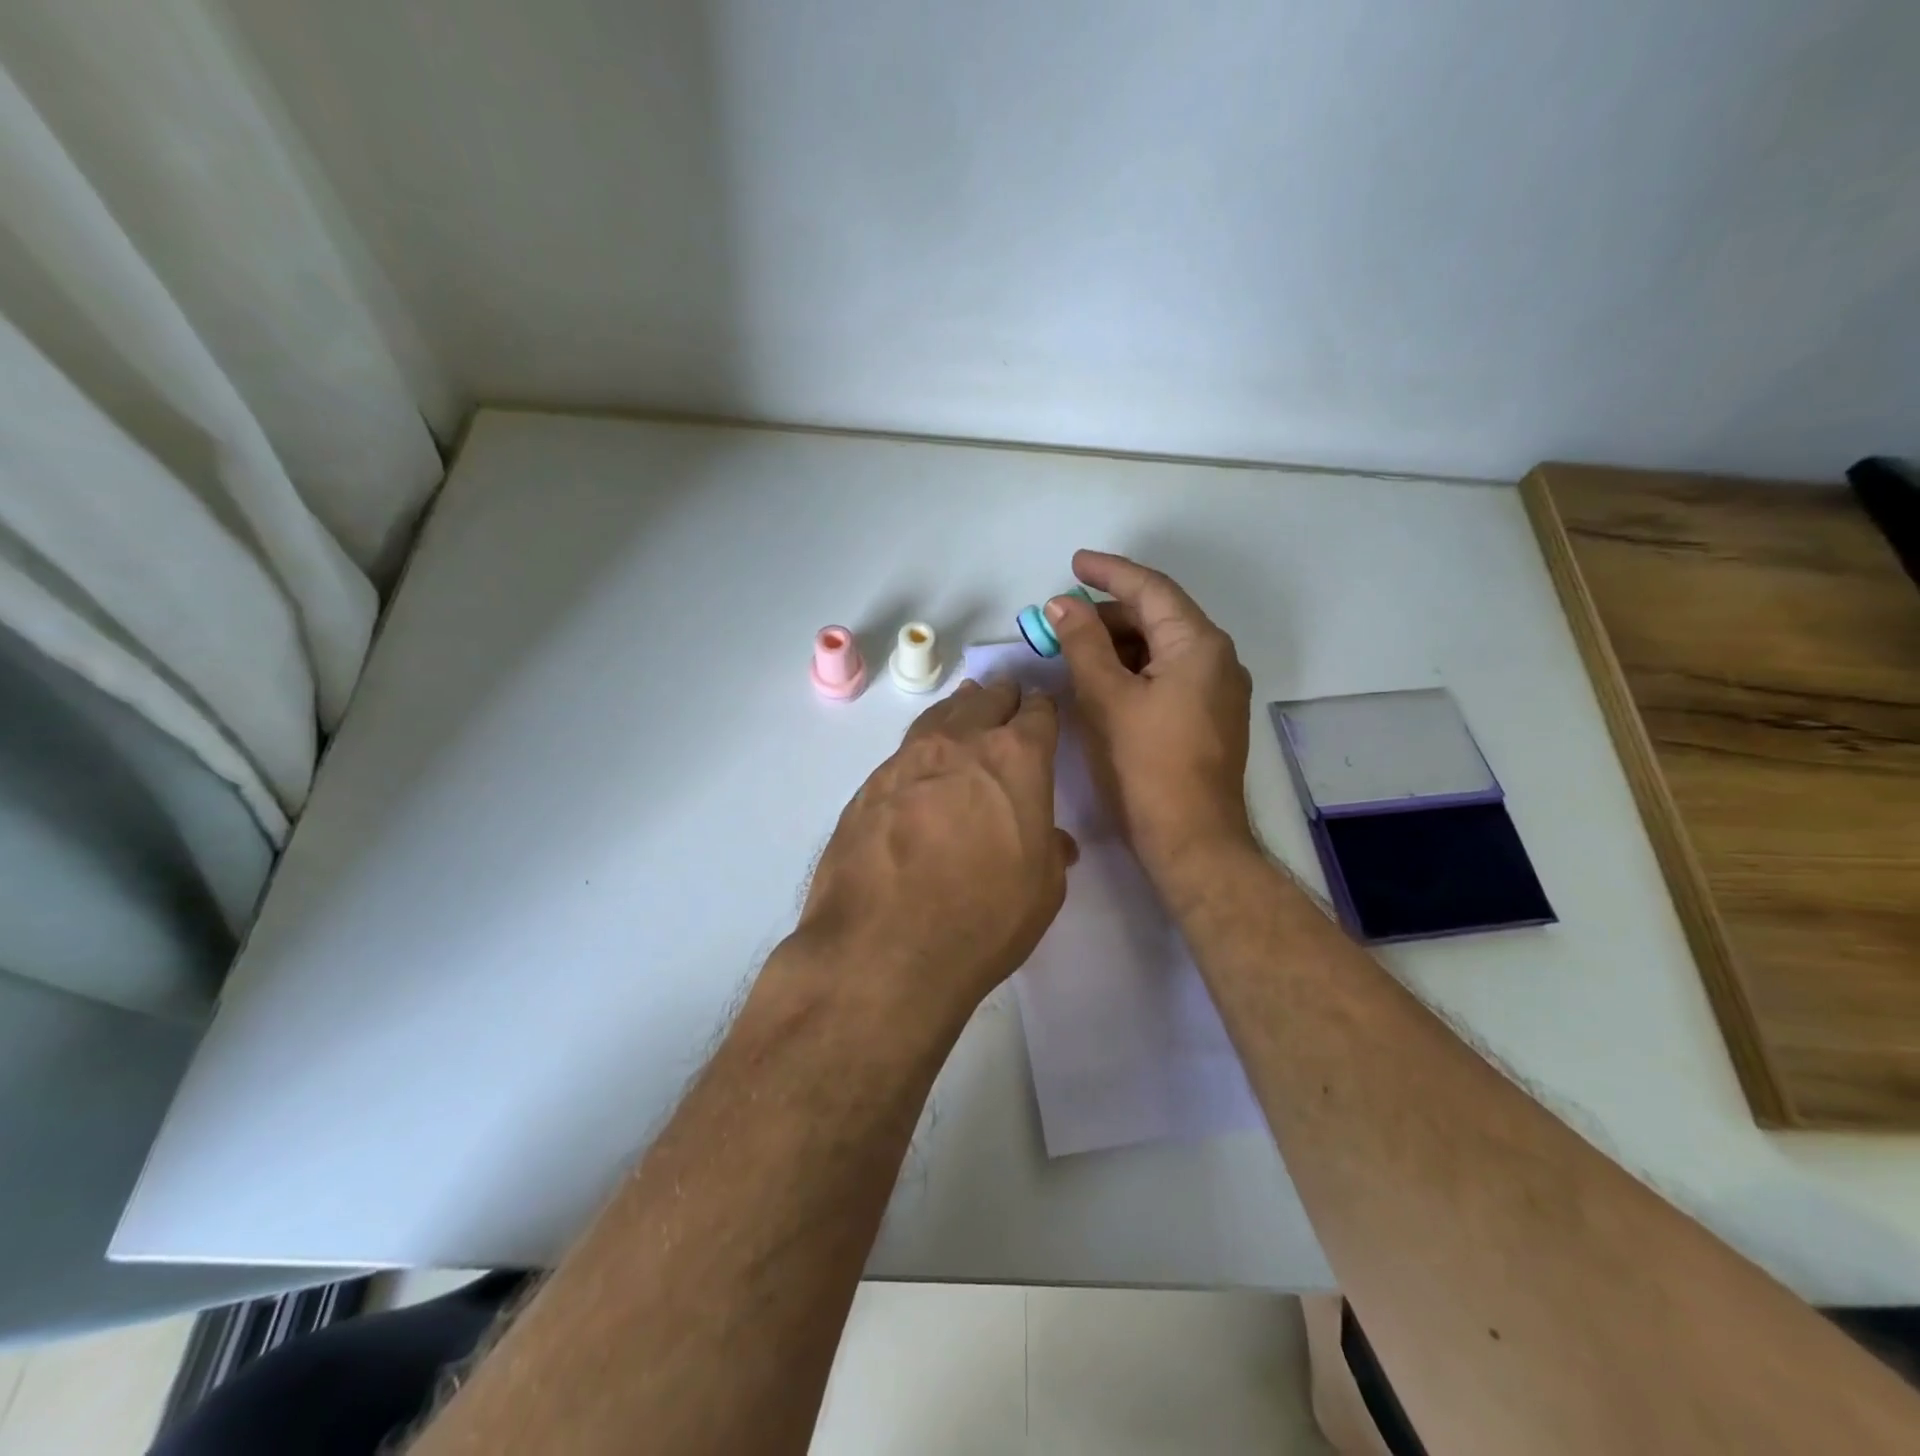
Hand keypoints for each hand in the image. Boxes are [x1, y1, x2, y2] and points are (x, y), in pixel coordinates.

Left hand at [797, 680, 1076, 1023]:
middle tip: (1007, 698)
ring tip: (966, 705)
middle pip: (985, 700)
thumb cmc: (982, 920)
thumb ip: (1048, 850)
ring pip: (940, 716)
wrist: (882, 949)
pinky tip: (923, 762)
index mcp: (1015, 760)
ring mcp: (907, 760)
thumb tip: (1052, 838)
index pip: (1037, 715)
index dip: (1043, 710)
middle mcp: (961, 744)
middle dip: (1002, 698)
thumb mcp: (1041, 891)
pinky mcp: (869, 785)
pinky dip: (923, 745)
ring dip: (959, 709)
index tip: (1043, 710)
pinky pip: (905, 750)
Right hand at [1045, 550, 1255, 893]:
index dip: (1109, 572)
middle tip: (1060, 620)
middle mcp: (1218, 659)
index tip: (1074, 563)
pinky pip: (1168, 676)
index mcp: (1198, 645)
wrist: (1192, 840)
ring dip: (1118, 644)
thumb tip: (1061, 604)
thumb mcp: (1105, 698)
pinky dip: (1133, 670)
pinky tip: (1101, 681)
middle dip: (1108, 614)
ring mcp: (1217, 691)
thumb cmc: (1145, 766)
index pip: (1151, 589)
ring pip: (1161, 650)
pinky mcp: (1209, 718)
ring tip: (1073, 650)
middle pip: (1158, 618)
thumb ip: (1082, 643)